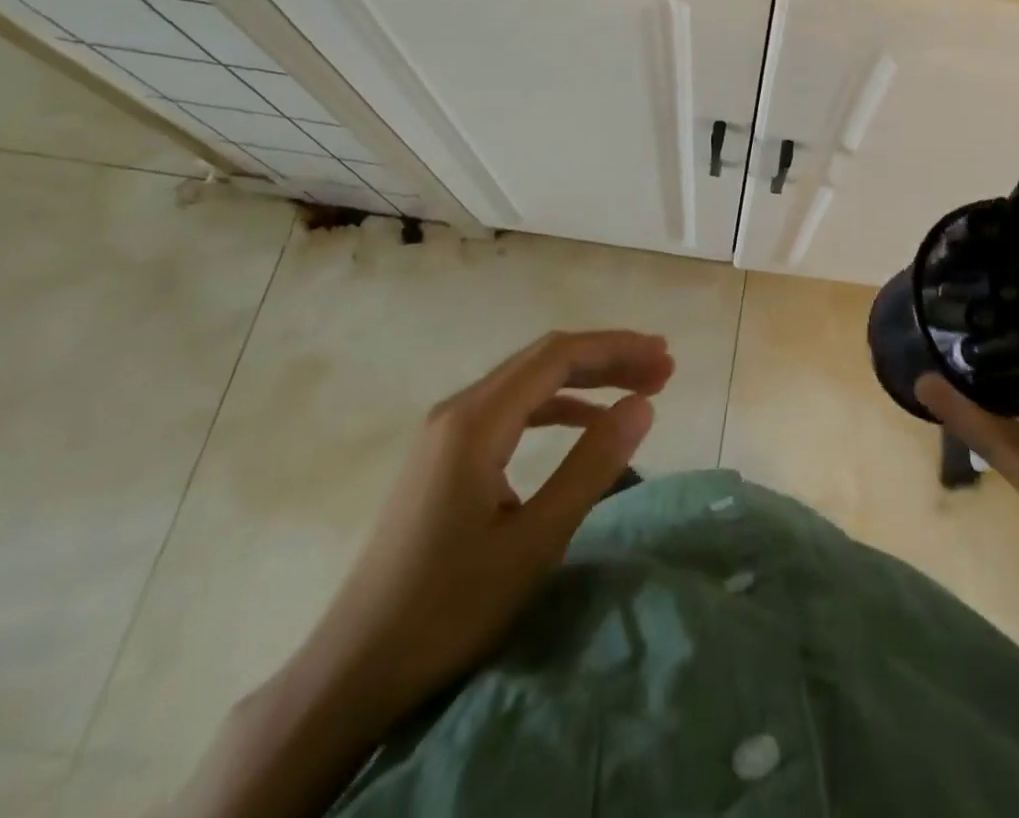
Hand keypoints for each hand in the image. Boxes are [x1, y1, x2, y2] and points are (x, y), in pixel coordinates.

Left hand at [285, 329, 673, 729]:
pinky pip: (510, 409)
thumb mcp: (535, 541)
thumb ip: (592, 466)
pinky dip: (555, 406)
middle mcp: (457, 410)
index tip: (664, 358)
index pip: (558, 356)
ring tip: (635, 389)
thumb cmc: (448, 608)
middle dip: (607, 358)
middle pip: (544, 360)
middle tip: (663, 369)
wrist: (354, 669)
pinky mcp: (443, 456)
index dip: (616, 349)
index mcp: (476, 421)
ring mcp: (445, 432)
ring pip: (527, 382)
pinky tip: (583, 422)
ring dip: (584, 380)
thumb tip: (642, 404)